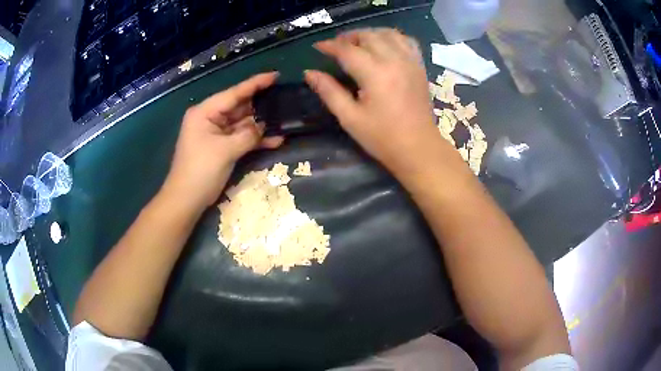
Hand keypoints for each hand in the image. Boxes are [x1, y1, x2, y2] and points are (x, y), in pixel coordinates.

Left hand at [163, 72, 283, 209]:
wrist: (186, 200)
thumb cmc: (200, 171)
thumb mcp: (225, 150)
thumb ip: (248, 135)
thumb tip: (265, 127)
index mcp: (205, 112)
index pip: (234, 93)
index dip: (255, 84)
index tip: (275, 76)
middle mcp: (210, 118)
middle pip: (239, 107)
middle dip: (261, 105)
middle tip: (285, 98)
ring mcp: (216, 133)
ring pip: (243, 123)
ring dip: (261, 124)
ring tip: (285, 118)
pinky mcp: (222, 147)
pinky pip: (241, 138)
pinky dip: (256, 140)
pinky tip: (276, 140)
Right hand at [305, 28, 440, 173]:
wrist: (419, 149)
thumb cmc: (382, 138)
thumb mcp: (350, 118)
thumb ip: (329, 92)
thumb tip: (309, 72)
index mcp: (375, 74)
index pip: (348, 50)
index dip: (330, 46)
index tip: (317, 47)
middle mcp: (395, 61)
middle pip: (368, 36)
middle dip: (348, 37)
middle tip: (336, 47)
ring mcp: (410, 62)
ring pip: (388, 33)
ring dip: (369, 34)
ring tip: (357, 44)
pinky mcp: (419, 66)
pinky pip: (406, 41)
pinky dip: (391, 37)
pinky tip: (383, 46)